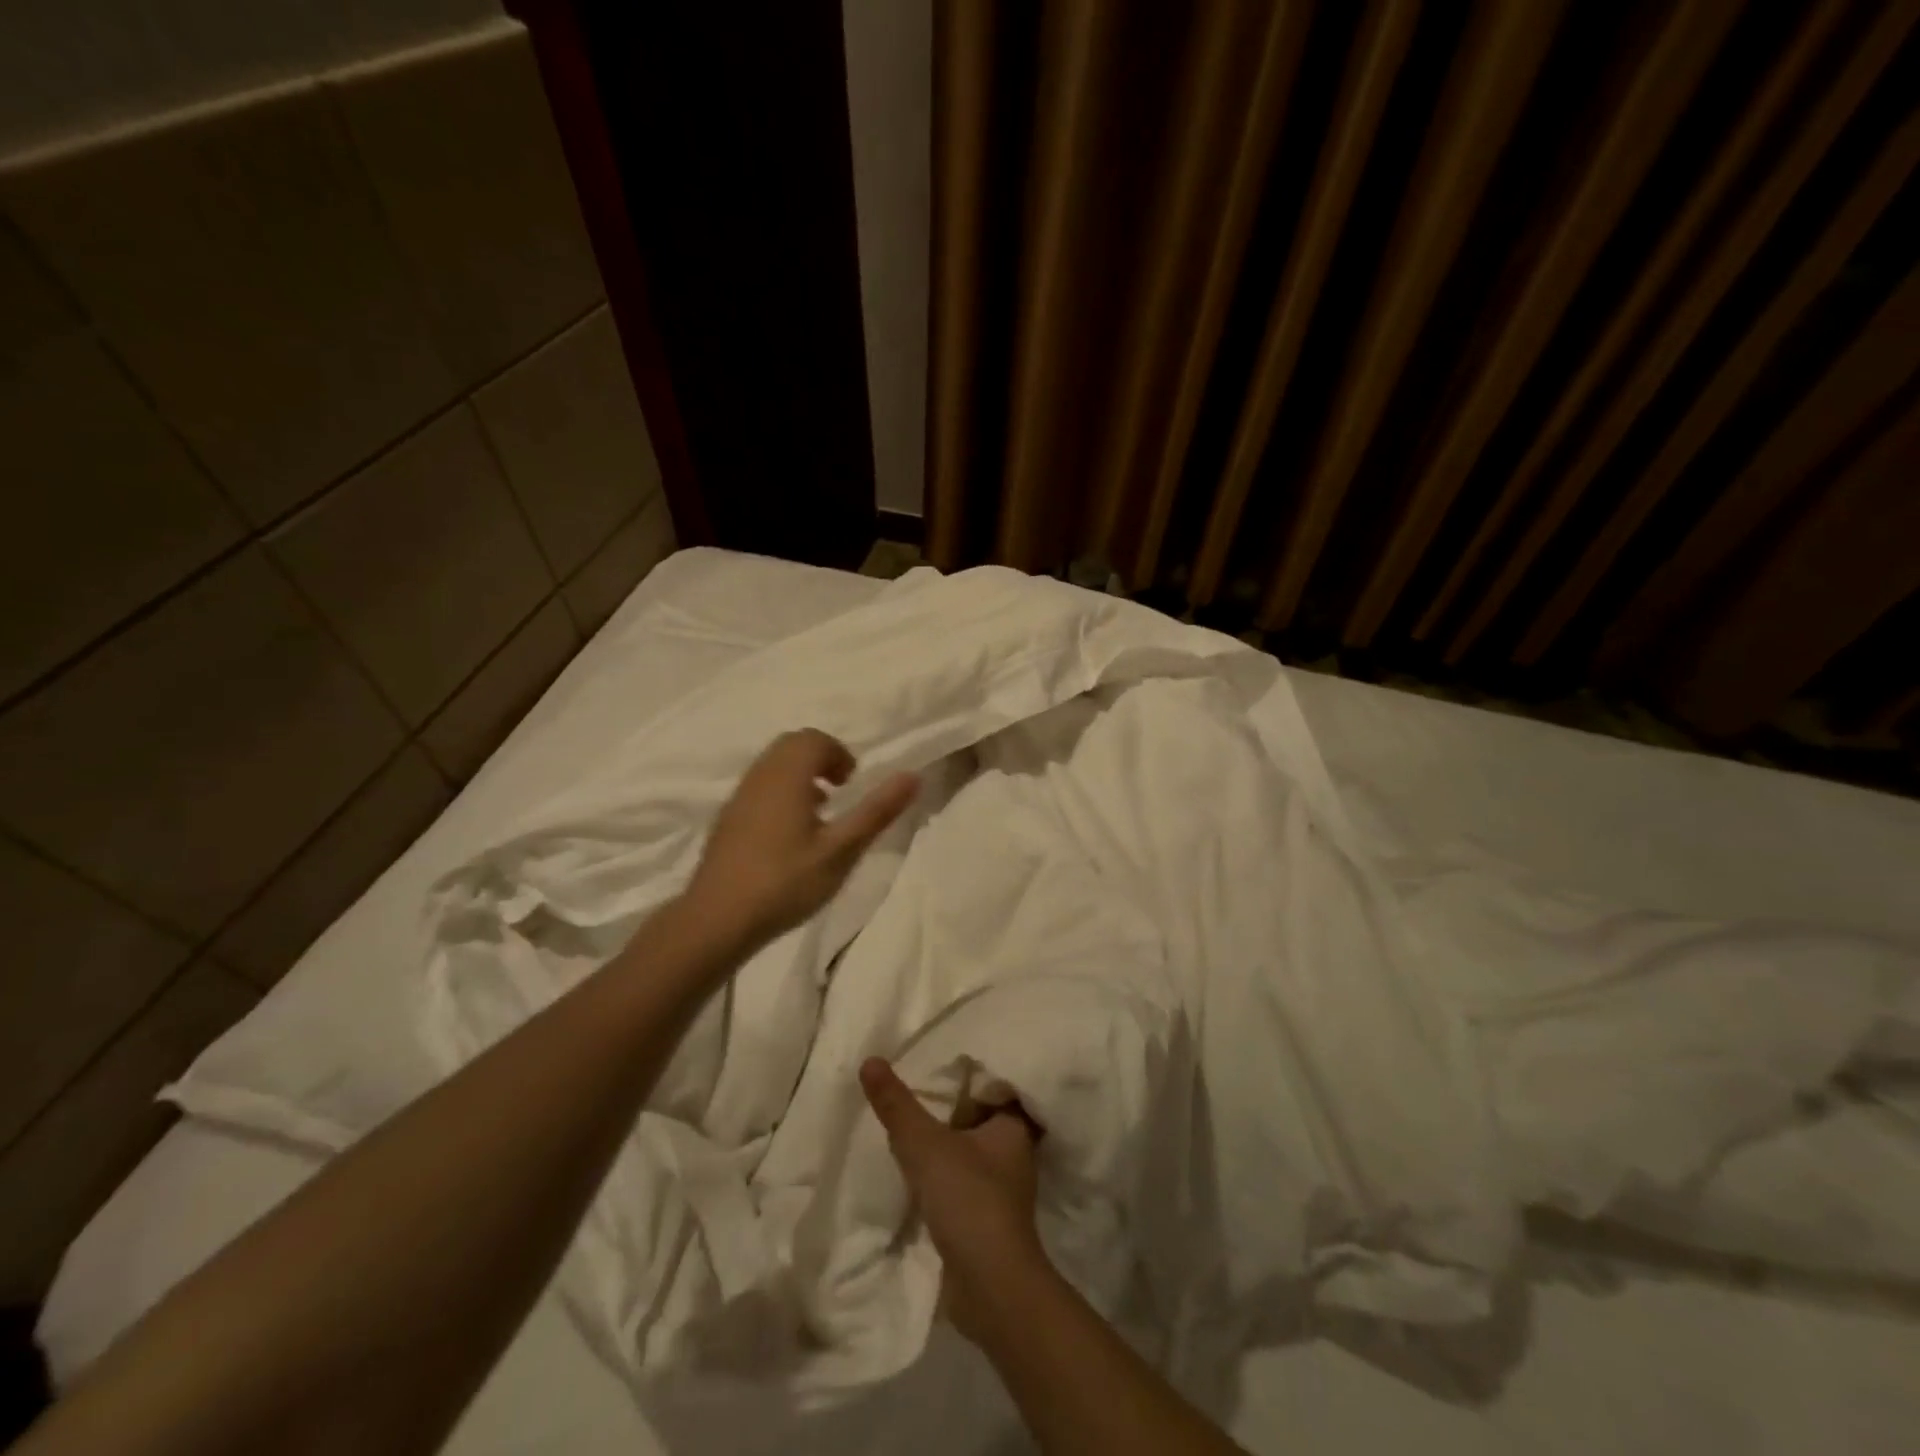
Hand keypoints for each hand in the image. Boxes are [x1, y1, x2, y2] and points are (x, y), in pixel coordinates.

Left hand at [682, 729, 918, 953]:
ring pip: (772, 765)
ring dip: (800, 775)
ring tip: (819, 814)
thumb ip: (876, 811)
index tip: (851, 784)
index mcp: (787, 776)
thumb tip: (913, 775)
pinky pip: (759, 786)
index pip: (814, 739)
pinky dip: (781, 792)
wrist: (716, 920)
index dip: (838, 753)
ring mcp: (738, 797)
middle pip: (791, 745)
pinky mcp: (727, 819)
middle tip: (840, 792)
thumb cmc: (785, 883)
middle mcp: (759, 776)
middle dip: (820, 759)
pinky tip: (789, 834)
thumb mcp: (841, 850)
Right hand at [860, 1058, 1048, 1345]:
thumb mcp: (926, 1145)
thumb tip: (871, 1059)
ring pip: (969, 1150)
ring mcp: (1001, 1187)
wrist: (990, 1288)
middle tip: (917, 1082)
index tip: (940, 1056)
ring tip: (910, 1120)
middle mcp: (1013, 1152)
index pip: (995, 1084)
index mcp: (1013, 1127)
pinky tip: (916, 1167)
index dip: (970, 1070)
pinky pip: (961, 1179)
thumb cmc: (969, 1200)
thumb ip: (898, 1105)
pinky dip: (943, 1172)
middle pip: (979, 1116)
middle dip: (952, 1105)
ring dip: (945, 1141)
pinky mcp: (986, 1217)